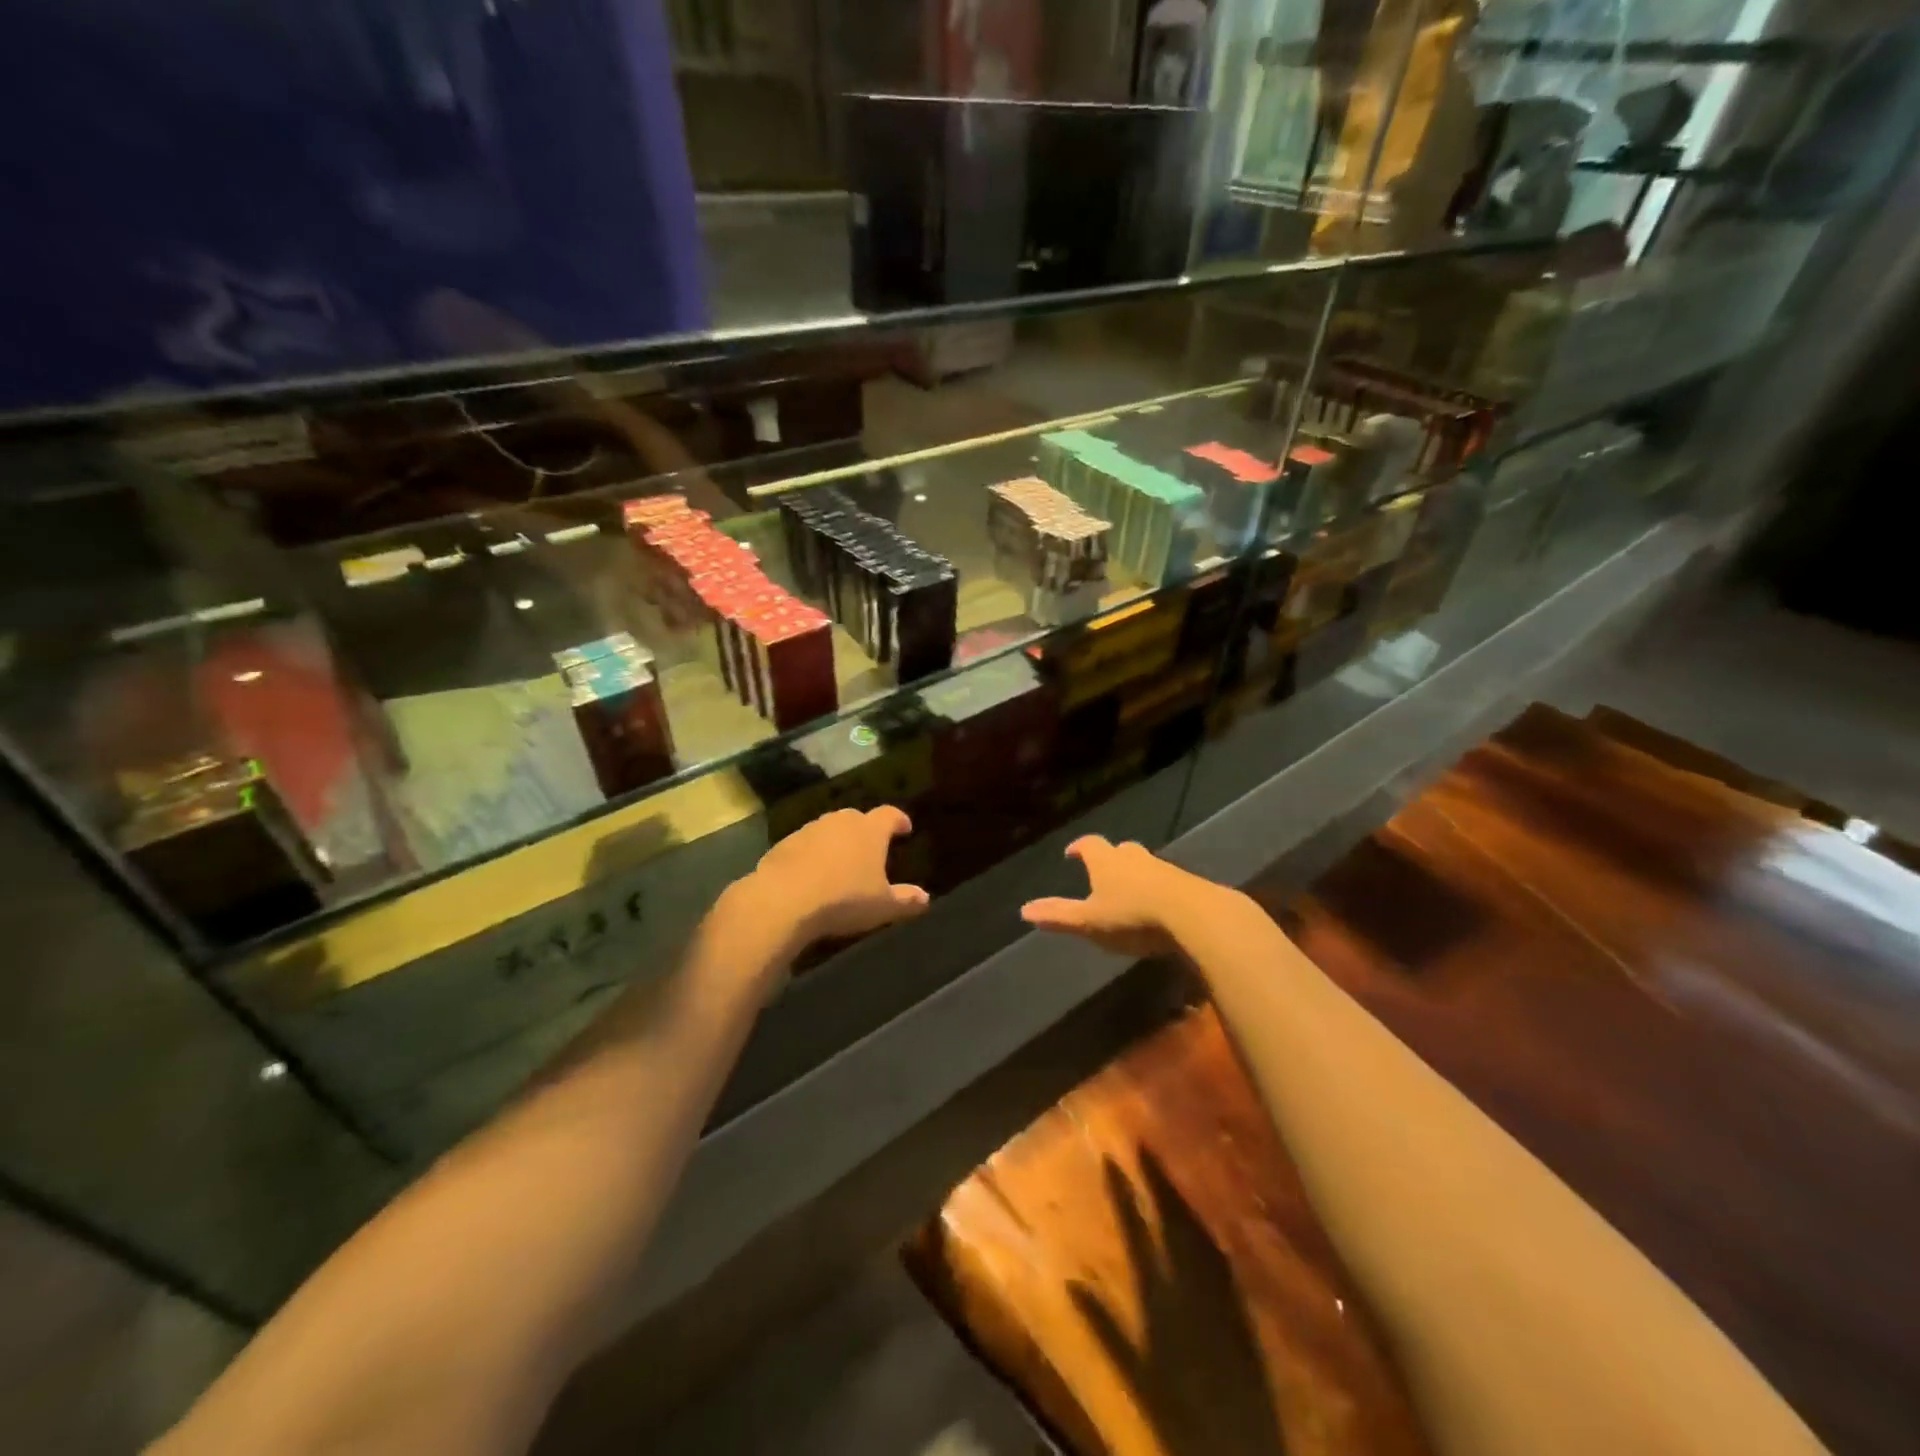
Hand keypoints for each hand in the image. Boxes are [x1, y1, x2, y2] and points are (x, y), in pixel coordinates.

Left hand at [735, 806, 928, 954]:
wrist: (783, 901)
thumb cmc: (844, 899)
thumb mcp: (882, 906)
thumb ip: (906, 900)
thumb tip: (925, 898)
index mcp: (870, 830)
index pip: (890, 815)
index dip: (899, 820)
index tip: (905, 828)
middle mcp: (840, 822)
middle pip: (858, 818)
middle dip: (866, 830)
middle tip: (871, 848)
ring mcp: (810, 830)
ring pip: (829, 829)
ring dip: (837, 841)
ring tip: (840, 862)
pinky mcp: (784, 844)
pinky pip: (805, 844)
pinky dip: (812, 854)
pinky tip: (811, 874)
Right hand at [1021, 836, 1220, 959]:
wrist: (1193, 914)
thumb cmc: (1133, 915)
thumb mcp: (1090, 921)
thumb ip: (1059, 916)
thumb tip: (1024, 910)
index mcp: (1106, 861)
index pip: (1089, 844)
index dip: (1079, 847)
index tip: (1072, 852)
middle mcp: (1133, 857)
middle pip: (1119, 850)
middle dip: (1110, 858)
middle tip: (1103, 869)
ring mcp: (1163, 868)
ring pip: (1144, 864)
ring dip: (1134, 872)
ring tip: (1129, 889)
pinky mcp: (1187, 883)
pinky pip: (1165, 880)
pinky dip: (1157, 887)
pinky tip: (1158, 905)